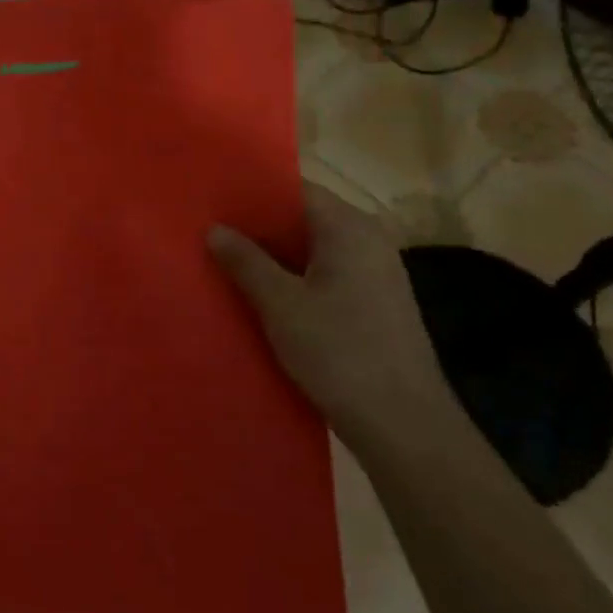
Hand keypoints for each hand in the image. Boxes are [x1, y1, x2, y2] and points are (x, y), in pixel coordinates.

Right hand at [209, 183, 448, 447]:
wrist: (403, 423)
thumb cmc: (339, 352)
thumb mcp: (280, 305)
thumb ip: (246, 261)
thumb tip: (215, 229)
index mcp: (349, 227)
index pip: (296, 189)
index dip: (253, 192)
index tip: (213, 200)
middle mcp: (368, 240)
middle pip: (304, 218)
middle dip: (258, 226)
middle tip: (210, 231)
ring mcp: (375, 272)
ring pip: (313, 249)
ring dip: (273, 255)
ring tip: (225, 261)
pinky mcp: (374, 302)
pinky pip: (325, 274)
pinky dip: (293, 277)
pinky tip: (260, 294)